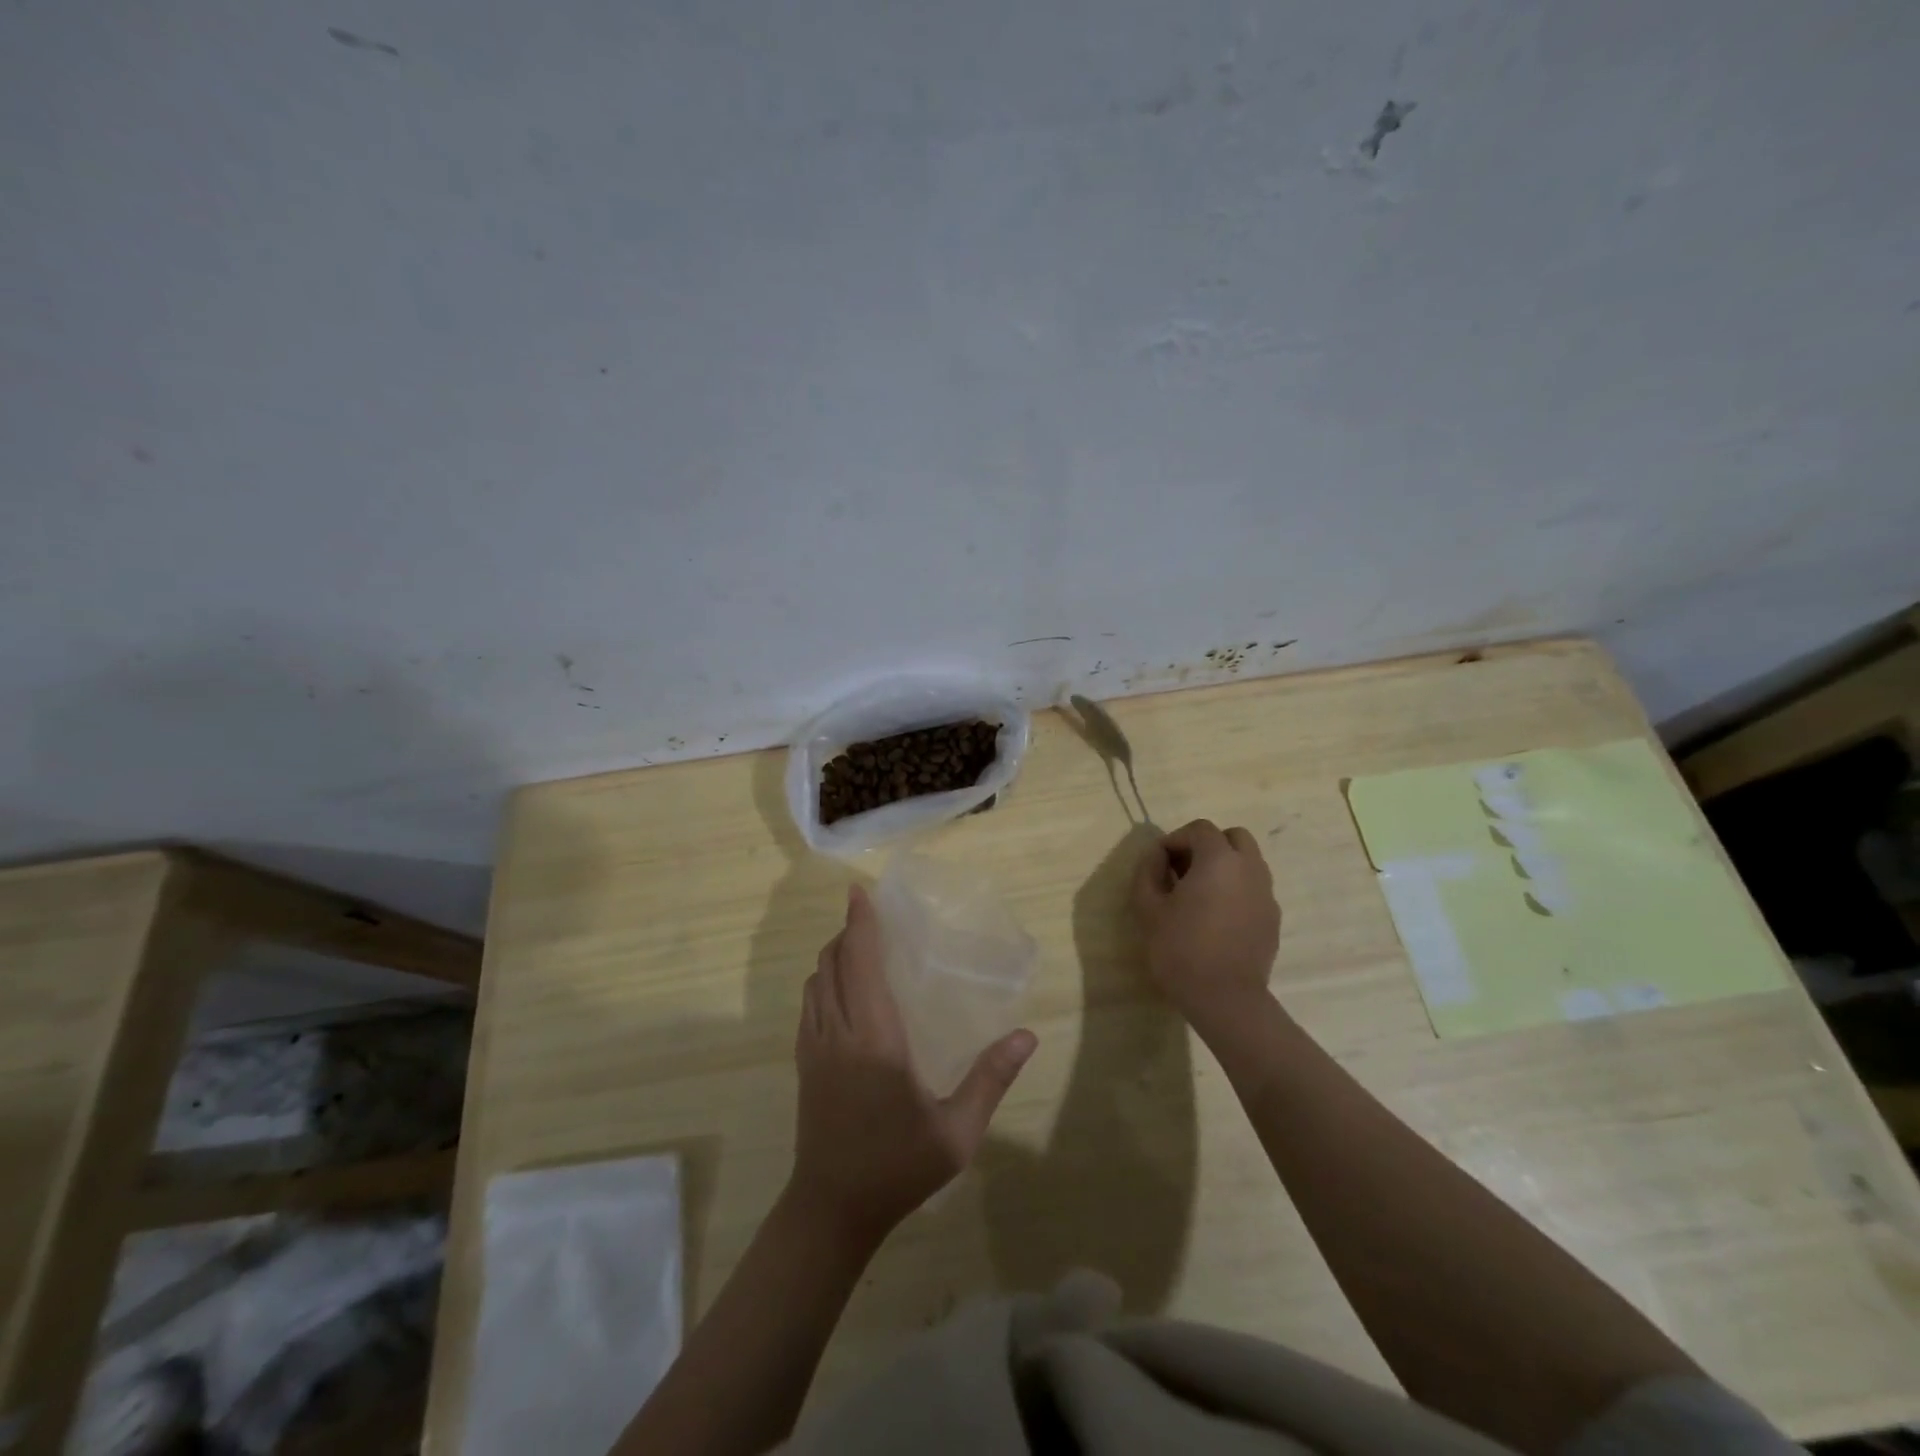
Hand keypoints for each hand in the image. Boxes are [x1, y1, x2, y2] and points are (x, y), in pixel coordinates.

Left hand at [788, 884, 1036, 1248]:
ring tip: (858, 948)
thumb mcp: (956, 1132)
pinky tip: (841, 992)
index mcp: (875, 1038)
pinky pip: (808, 1005)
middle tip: (871, 918)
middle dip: (847, 933)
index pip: (861, 963)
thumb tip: (1026, 1036)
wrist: (831, 1210)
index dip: (860, 924)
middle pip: (831, 963)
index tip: (860, 892)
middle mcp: (838, 1032)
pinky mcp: (803, 1063)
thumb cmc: (898, 1167)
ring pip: (815, 982)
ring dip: (832, 956)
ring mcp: (813, 1048)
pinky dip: (821, 982)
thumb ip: (991, 1079)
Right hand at [1130, 819, 1280, 1022]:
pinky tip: (1217, 917)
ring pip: (1248, 862)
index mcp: (1219, 859)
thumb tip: (1156, 855)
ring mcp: (1266, 894)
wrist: (1225, 999)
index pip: (1199, 829)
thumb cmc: (1181, 949)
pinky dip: (1236, 889)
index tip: (1159, 863)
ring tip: (1199, 895)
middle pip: (1233, 837)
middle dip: (1207, 845)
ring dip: (1224, 867)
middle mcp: (1250, 868)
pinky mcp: (1273, 919)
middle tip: (1183, 870)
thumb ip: (1148, 871)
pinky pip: (1254, 889)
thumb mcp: (1148, 908)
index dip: (1175, 840)